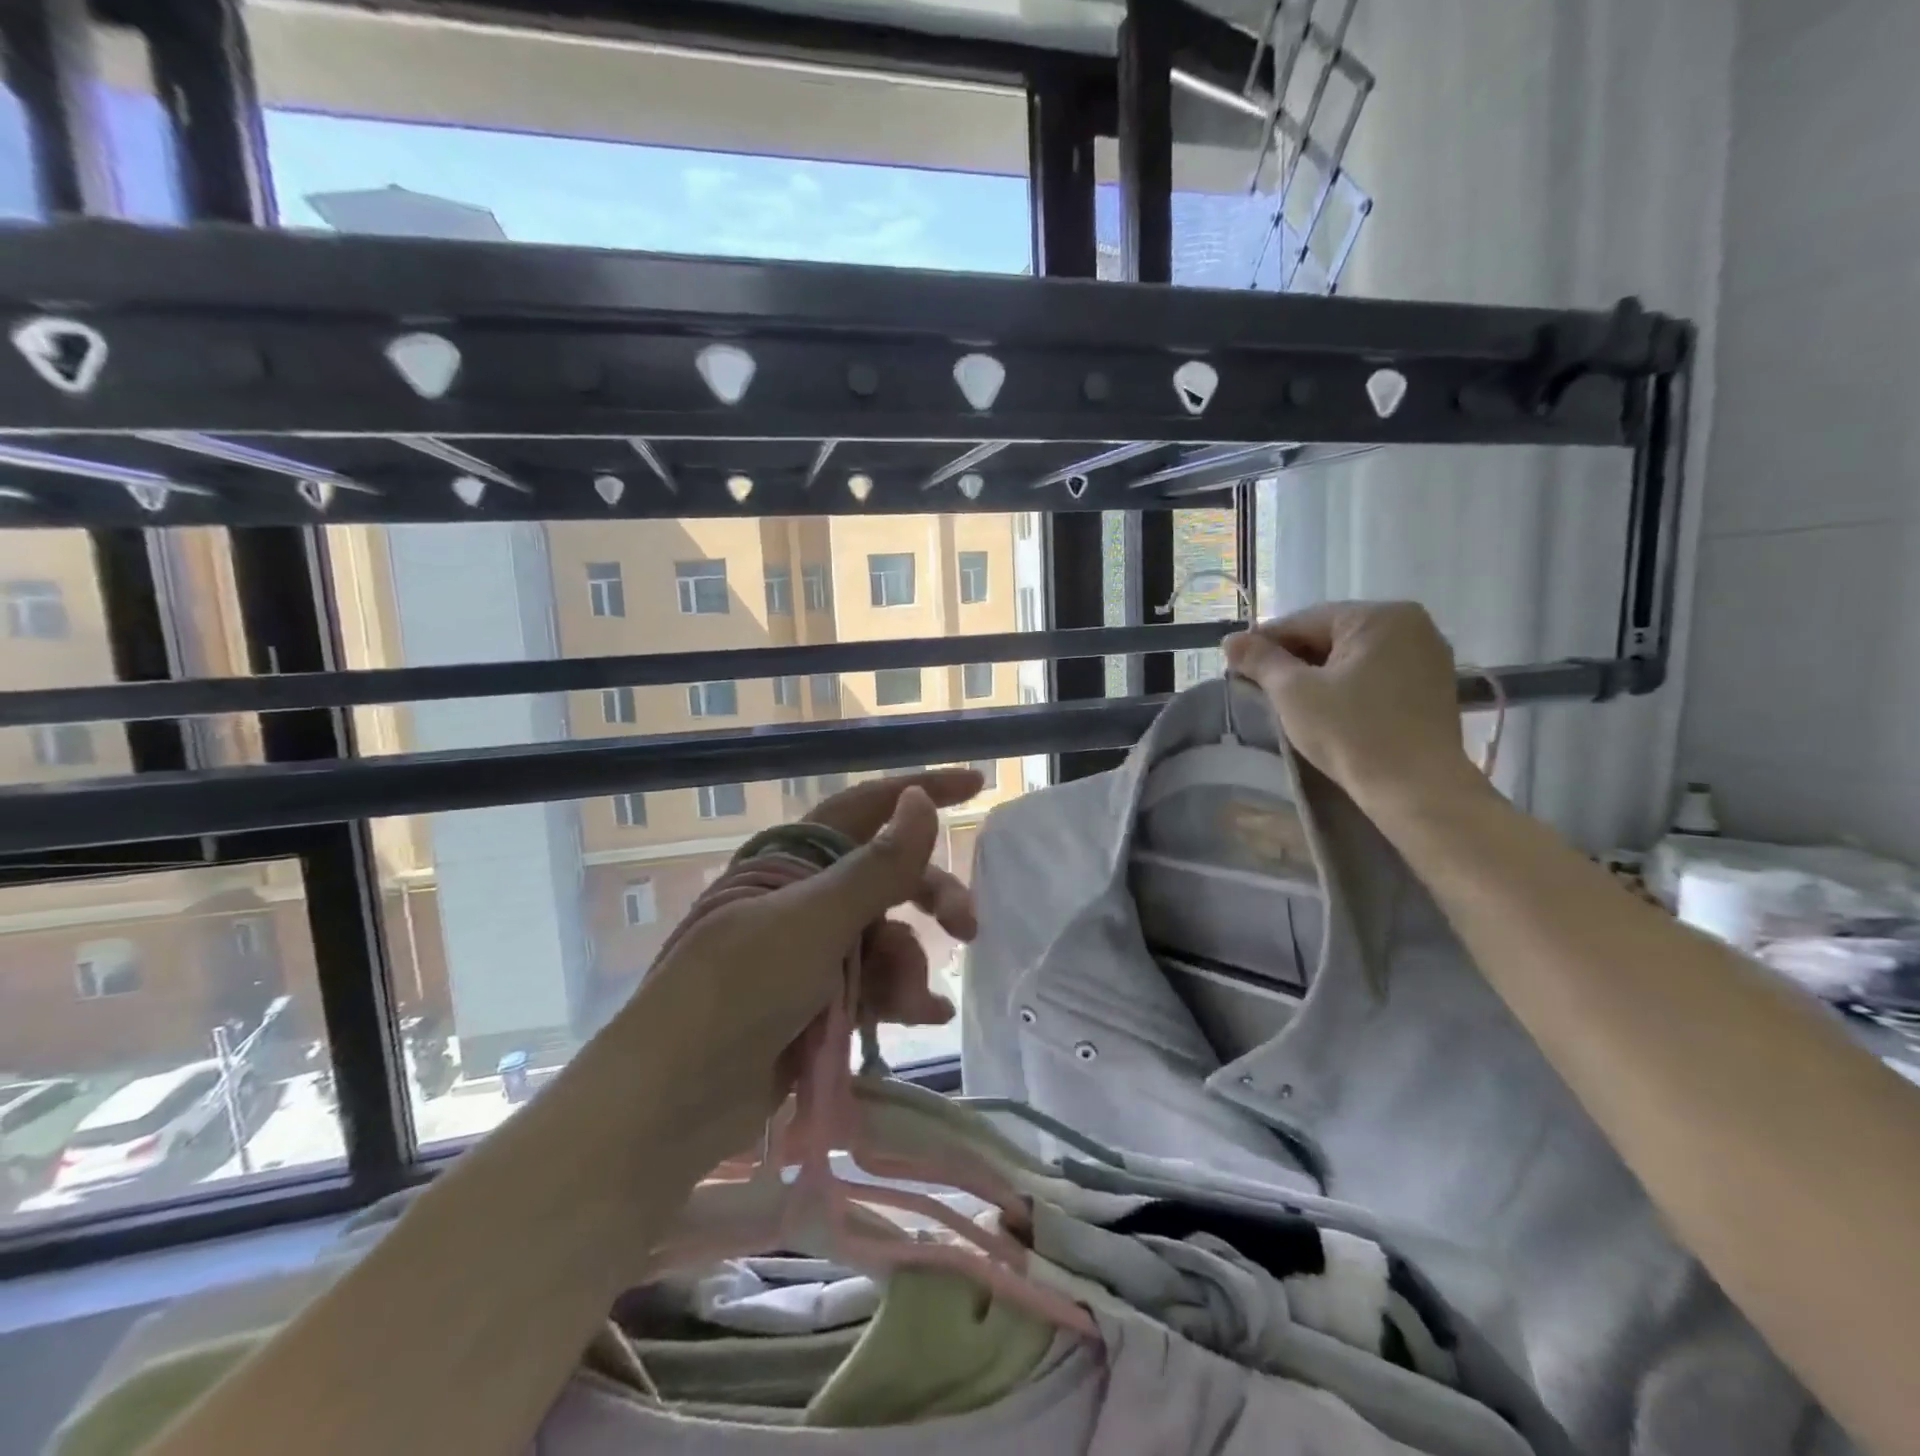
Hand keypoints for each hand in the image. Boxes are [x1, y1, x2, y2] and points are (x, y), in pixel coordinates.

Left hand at [607, 769, 981, 1164]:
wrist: (672, 1105)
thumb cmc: (736, 993)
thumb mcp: (813, 924)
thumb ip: (876, 866)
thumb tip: (921, 800)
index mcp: (790, 861)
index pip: (864, 807)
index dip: (919, 792)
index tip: (974, 785)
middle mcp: (802, 898)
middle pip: (886, 877)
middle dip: (930, 896)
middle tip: (967, 926)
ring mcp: (811, 952)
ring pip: (887, 937)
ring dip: (909, 966)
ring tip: (915, 1003)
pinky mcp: (818, 1003)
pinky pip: (875, 985)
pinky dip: (900, 997)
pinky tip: (925, 1017)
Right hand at [1222, 602, 1483, 814]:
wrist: (1415, 789)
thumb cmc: (1350, 732)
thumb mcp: (1293, 692)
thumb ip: (1260, 660)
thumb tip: (1230, 640)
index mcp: (1379, 616)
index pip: (1305, 621)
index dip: (1264, 643)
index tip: (1235, 665)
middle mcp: (1411, 625)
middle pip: (1331, 635)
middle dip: (1293, 659)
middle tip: (1259, 686)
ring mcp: (1427, 656)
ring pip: (1353, 656)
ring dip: (1318, 673)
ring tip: (1289, 700)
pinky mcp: (1432, 687)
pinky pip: (1376, 674)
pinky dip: (1347, 685)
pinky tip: (1327, 709)